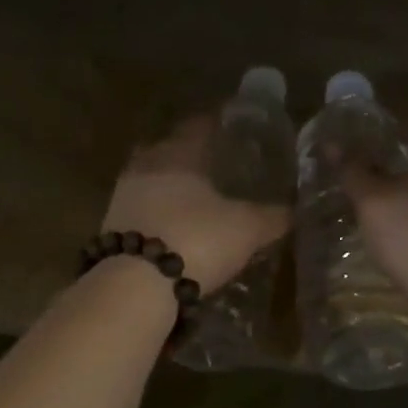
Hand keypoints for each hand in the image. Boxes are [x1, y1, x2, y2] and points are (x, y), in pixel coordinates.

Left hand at [101, 116, 291, 293]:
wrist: (135, 284)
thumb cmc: (196, 239)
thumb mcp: (246, 228)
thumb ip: (272, 216)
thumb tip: (295, 210)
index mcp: (178, 153)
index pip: (198, 125)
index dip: (215, 122)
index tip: (231, 124)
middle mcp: (146, 166)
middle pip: (167, 148)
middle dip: (187, 152)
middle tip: (212, 161)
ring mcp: (123, 196)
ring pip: (149, 178)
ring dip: (168, 184)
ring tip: (194, 197)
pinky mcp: (111, 227)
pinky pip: (139, 207)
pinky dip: (156, 211)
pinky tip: (173, 225)